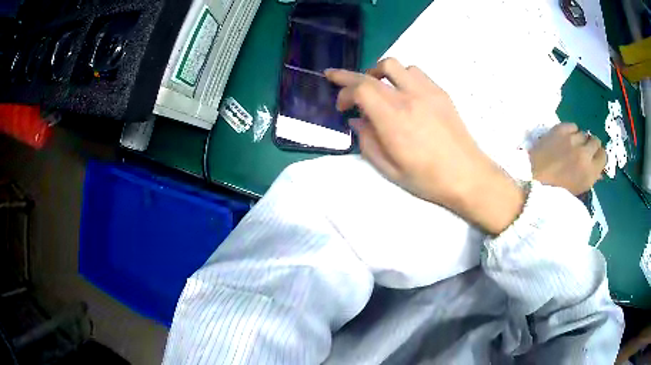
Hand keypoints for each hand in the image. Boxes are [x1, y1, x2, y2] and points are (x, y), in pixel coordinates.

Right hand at [325, 58, 524, 234]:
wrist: (467, 175)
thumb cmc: (427, 178)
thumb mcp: (389, 169)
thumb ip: (368, 142)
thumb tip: (357, 121)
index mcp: (393, 118)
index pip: (360, 88)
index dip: (343, 91)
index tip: (341, 106)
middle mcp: (408, 97)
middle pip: (372, 72)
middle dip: (349, 75)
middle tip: (338, 81)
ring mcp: (427, 91)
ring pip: (395, 65)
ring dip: (379, 73)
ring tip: (377, 89)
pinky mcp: (440, 92)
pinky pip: (415, 72)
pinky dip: (401, 76)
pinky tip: (403, 93)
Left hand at [530, 123, 605, 194]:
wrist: (532, 177)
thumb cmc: (555, 189)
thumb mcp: (577, 190)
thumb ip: (590, 177)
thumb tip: (600, 171)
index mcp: (590, 172)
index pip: (603, 155)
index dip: (599, 155)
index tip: (594, 157)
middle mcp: (584, 153)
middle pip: (595, 141)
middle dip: (591, 145)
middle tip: (583, 150)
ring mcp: (572, 139)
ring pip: (583, 133)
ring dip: (580, 139)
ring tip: (571, 146)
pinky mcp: (560, 129)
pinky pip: (572, 125)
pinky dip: (571, 131)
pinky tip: (564, 139)